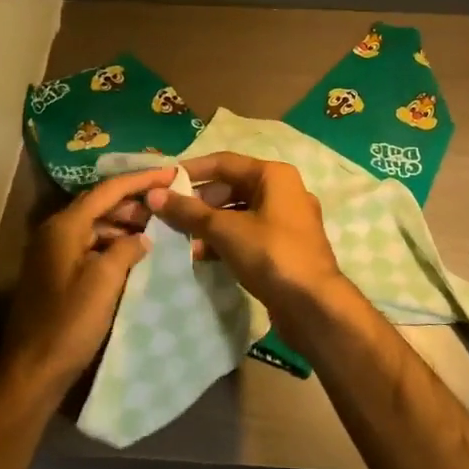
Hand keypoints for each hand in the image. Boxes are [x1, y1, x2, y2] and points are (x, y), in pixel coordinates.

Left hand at [0, 167, 175, 402]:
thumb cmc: (69, 323)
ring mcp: (53, 252)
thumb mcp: (105, 281)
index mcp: (65, 226)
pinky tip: (134, 255)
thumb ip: (127, 249)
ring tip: (157, 229)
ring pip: (95, 226)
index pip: (108, 190)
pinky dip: (112, 244)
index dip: (141, 179)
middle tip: (167, 204)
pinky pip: (89, 245)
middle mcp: (55, 231)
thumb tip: (142, 237)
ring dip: (124, 224)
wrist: (32, 371)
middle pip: (100, 204)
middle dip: (134, 202)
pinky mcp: (56, 273)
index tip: (171, 172)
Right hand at [145, 153, 349, 320]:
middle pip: (232, 187)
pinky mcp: (285, 247)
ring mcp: (287, 221)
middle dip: (200, 202)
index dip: (191, 170)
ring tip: (183, 240)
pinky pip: (249, 234)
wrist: (314, 306)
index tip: (162, 181)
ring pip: (239, 213)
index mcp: (274, 175)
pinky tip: (204, 256)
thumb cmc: (271, 255)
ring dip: (210, 224)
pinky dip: (226, 240)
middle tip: (170, 215)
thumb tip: (154, 195)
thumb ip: (189, 212)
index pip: (224, 162)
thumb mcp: (226, 230)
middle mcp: (284, 191)